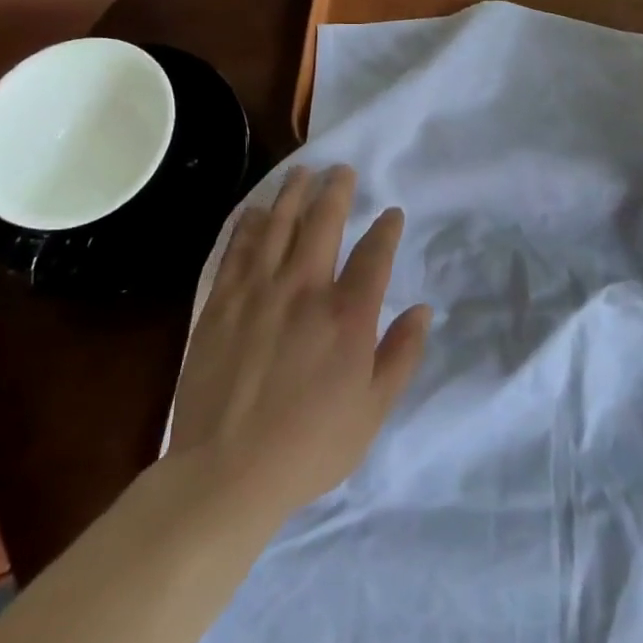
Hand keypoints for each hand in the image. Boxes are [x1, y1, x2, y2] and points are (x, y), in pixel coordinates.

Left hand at [166, 165, 429, 517]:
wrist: (226, 472)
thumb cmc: (311, 445)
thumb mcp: (373, 409)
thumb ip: (401, 355)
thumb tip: (422, 310)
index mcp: (348, 316)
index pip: (374, 255)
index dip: (386, 230)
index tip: (392, 214)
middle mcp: (304, 291)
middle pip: (323, 225)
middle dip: (336, 192)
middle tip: (342, 170)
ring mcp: (257, 293)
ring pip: (277, 227)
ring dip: (292, 195)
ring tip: (302, 173)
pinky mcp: (220, 305)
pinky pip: (237, 252)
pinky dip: (249, 226)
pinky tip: (255, 211)